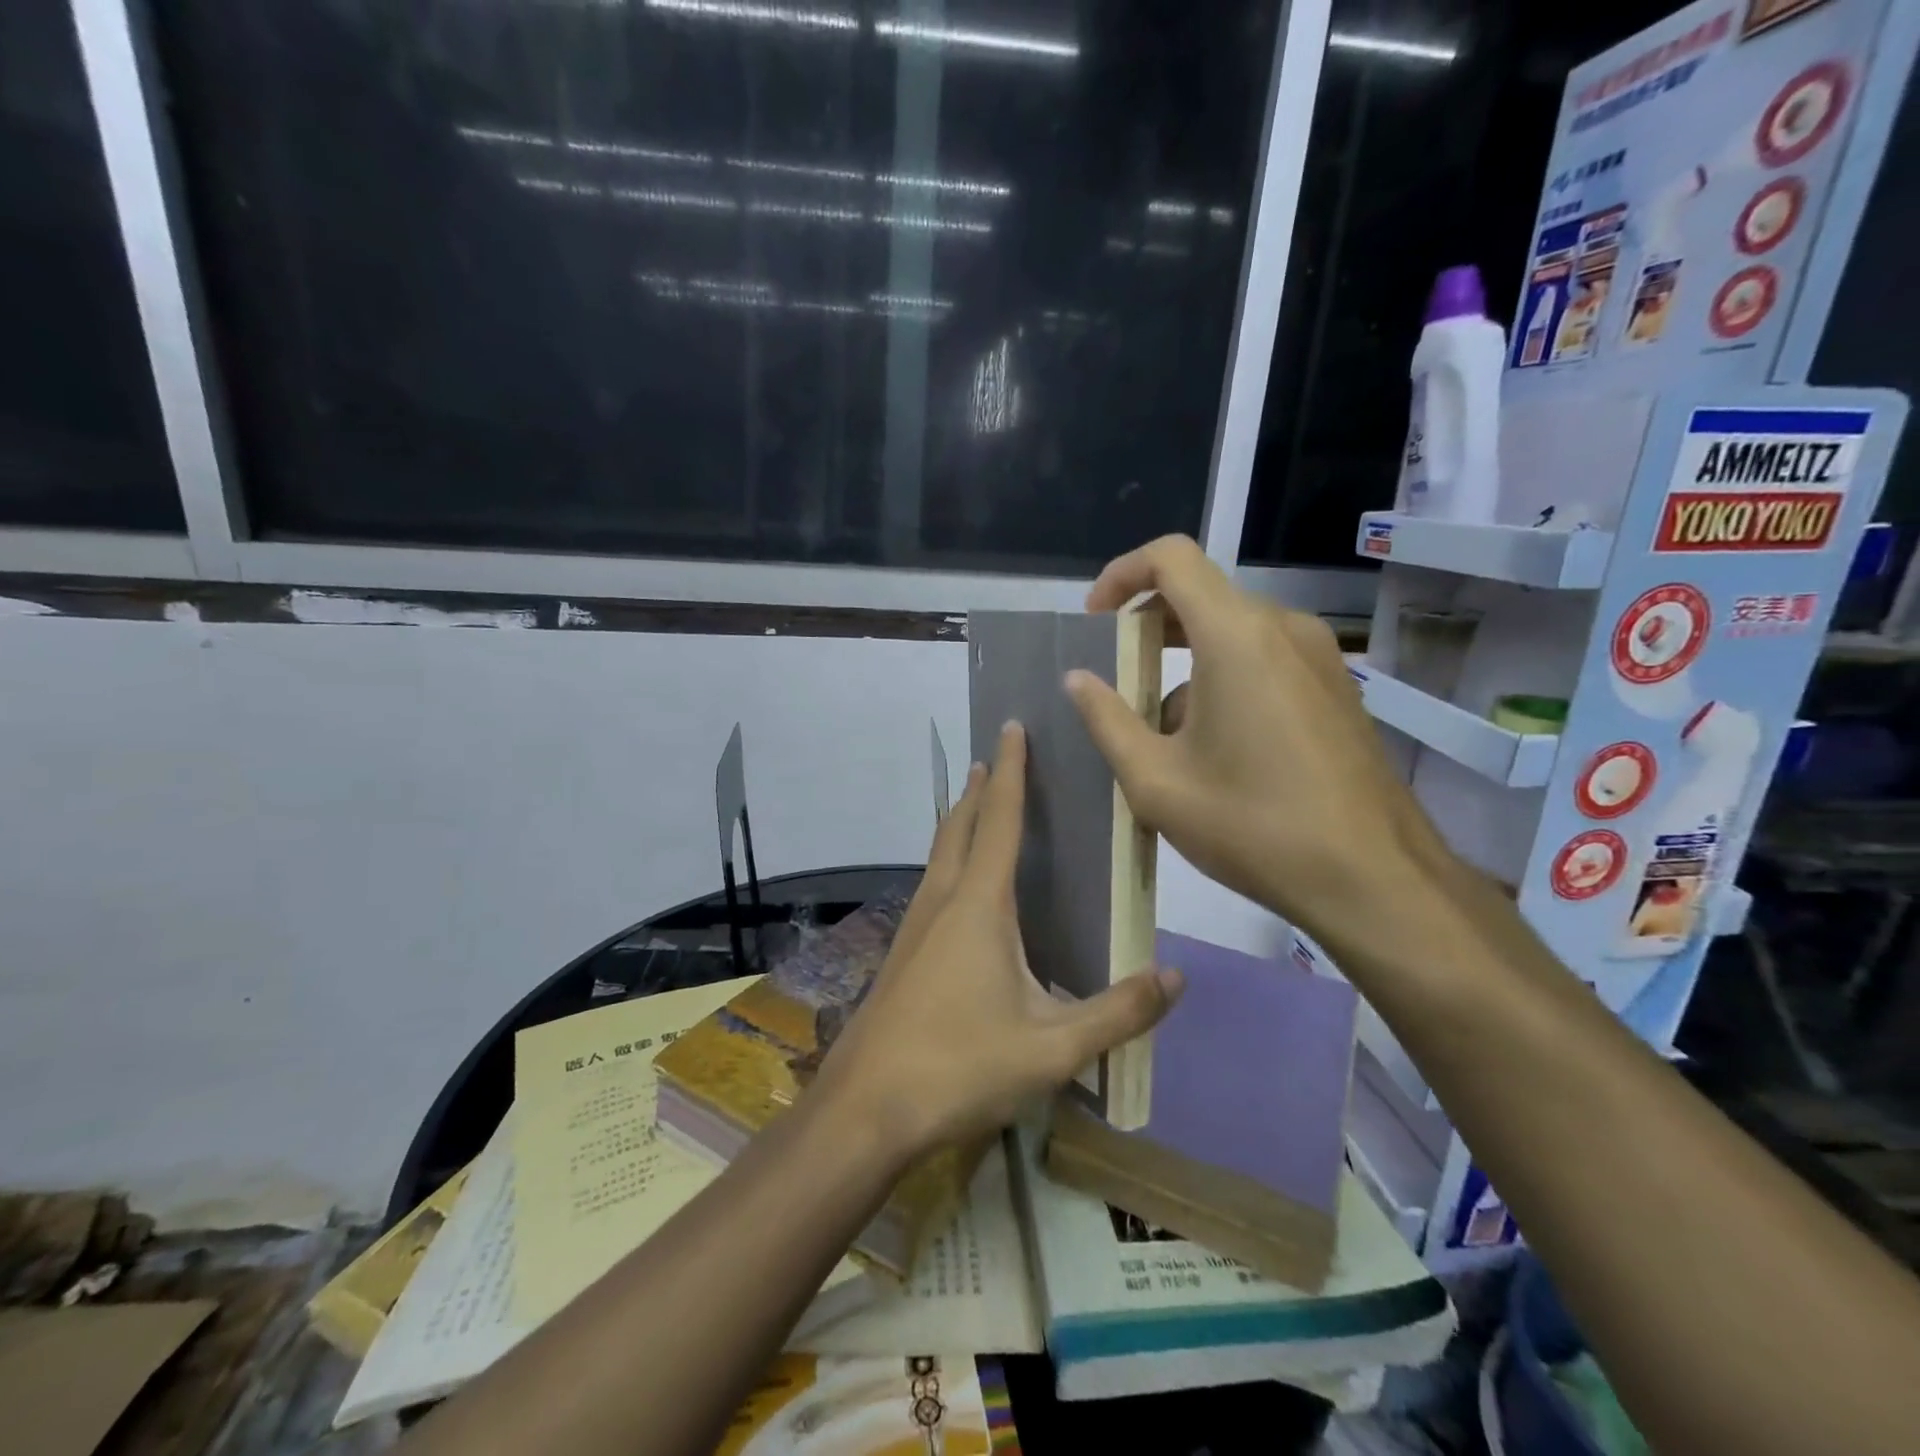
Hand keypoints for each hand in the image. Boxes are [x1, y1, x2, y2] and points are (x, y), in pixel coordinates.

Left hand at [815, 722, 1182, 1158]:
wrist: (866, 1107)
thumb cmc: (960, 1067)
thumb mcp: (1052, 1047)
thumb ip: (1117, 1013)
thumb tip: (1175, 977)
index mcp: (979, 905)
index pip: (999, 819)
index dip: (1010, 770)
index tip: (1012, 727)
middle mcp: (942, 900)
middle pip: (960, 826)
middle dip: (979, 788)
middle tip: (996, 757)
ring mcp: (915, 926)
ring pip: (940, 854)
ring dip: (960, 821)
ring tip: (977, 806)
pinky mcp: (903, 953)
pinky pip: (932, 884)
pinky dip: (951, 860)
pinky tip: (962, 891)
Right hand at [1064, 535, 1458, 960]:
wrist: (1373, 879)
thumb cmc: (1253, 826)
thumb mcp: (1156, 781)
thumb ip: (1106, 720)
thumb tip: (1078, 681)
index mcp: (1236, 635)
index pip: (1171, 557)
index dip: (1122, 575)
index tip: (1096, 622)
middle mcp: (1283, 629)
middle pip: (1201, 596)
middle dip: (1149, 632)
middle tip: (1118, 684)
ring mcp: (1319, 657)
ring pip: (1232, 634)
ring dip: (1185, 666)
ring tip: (1164, 738)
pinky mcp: (1337, 689)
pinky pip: (1265, 660)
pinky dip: (1224, 681)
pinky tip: (1216, 750)